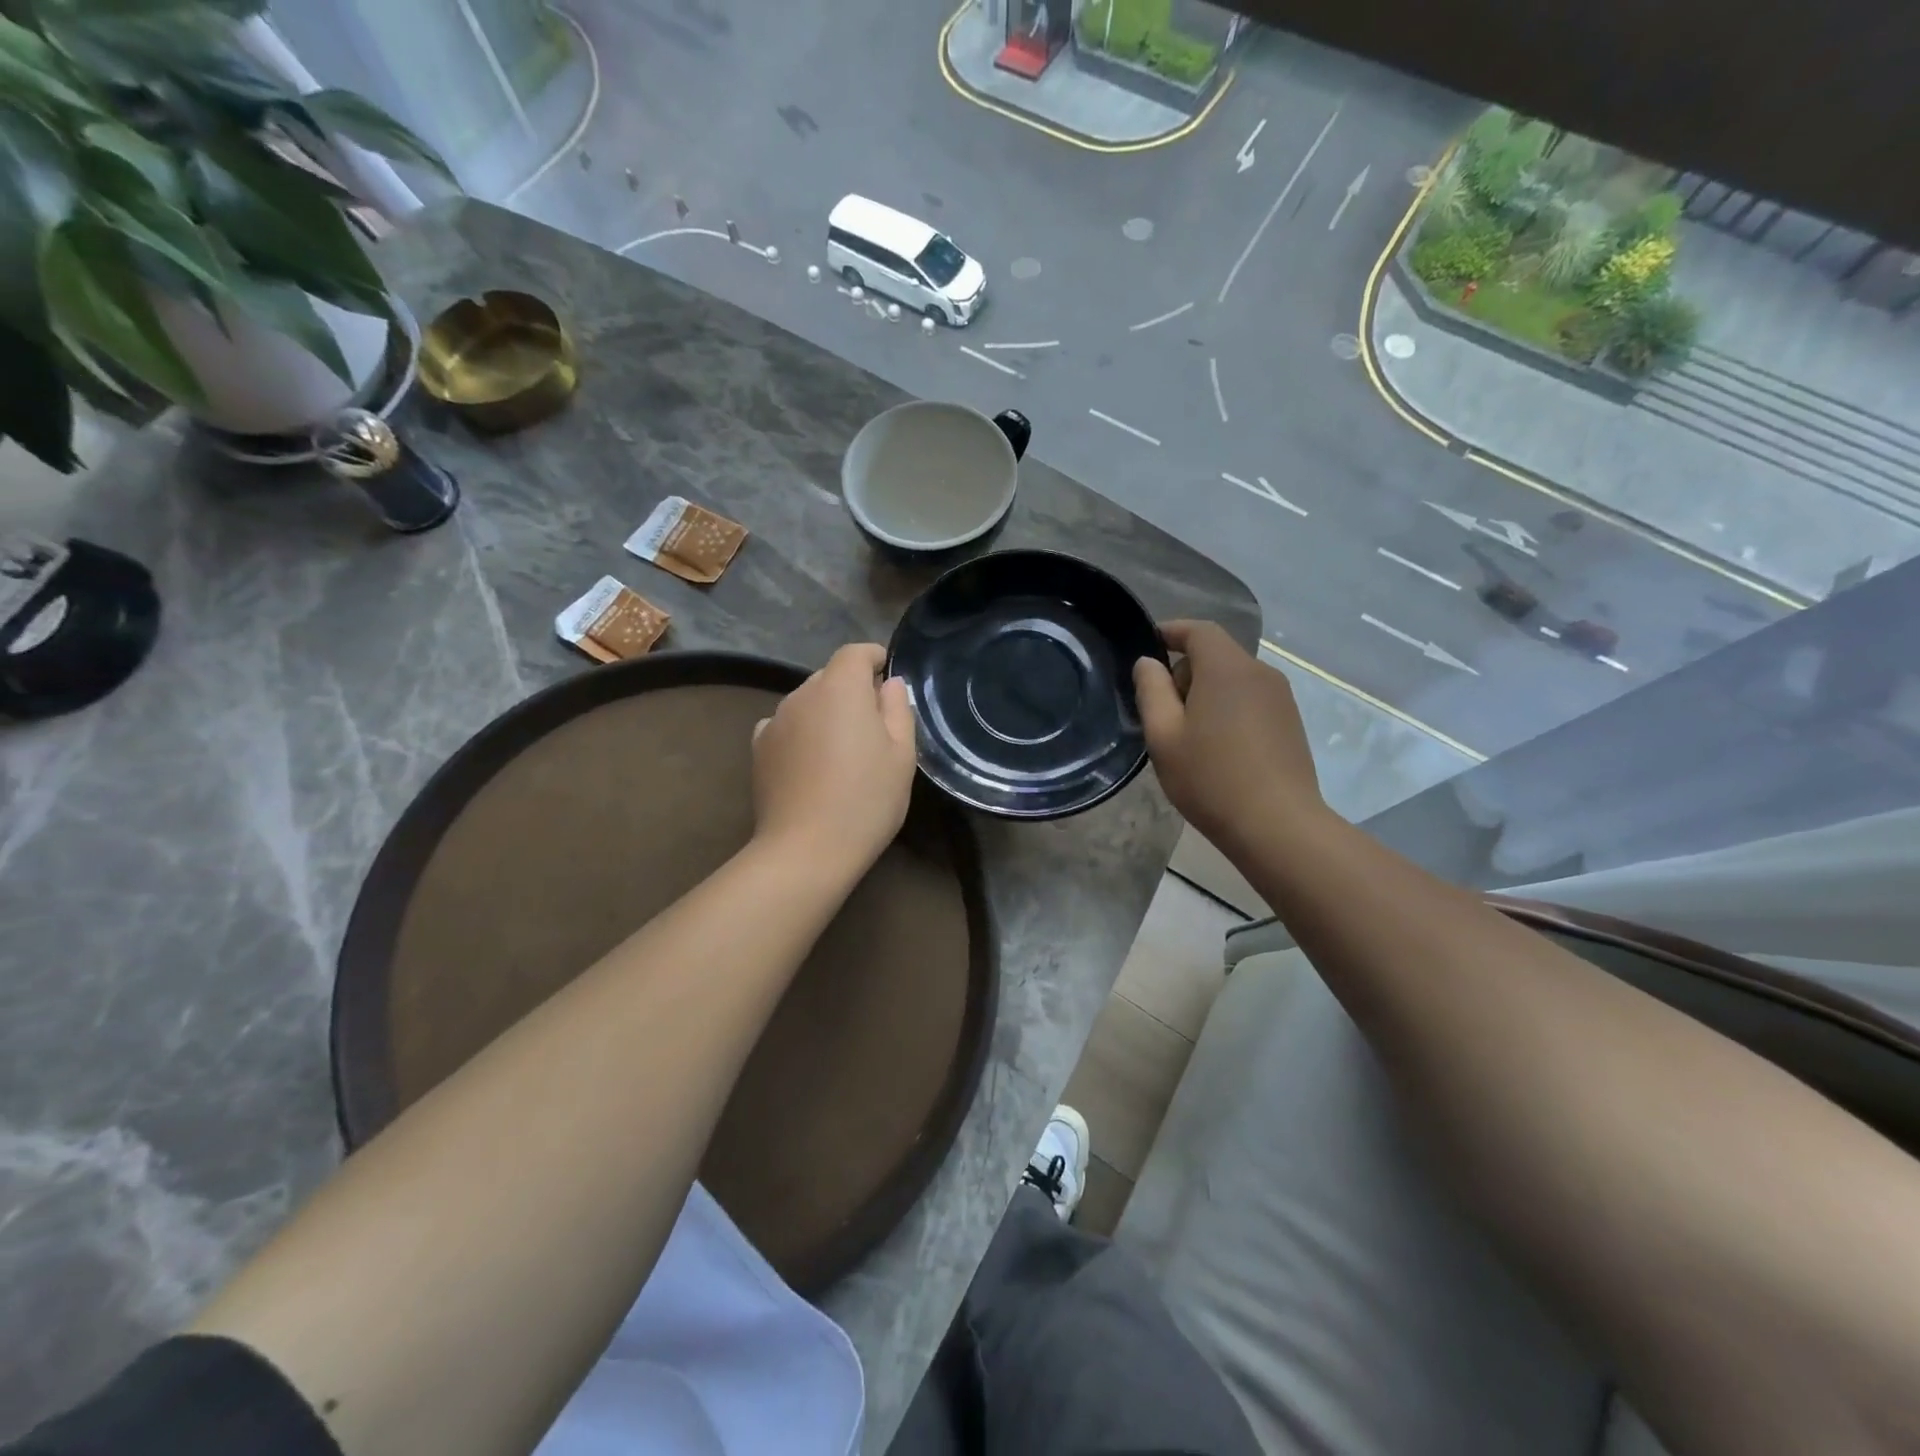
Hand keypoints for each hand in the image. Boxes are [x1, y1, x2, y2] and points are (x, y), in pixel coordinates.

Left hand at [751, 643, 917, 880]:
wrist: (806, 850)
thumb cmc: (866, 800)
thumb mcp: (901, 755)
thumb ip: (897, 709)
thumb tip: (889, 684)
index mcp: (840, 688)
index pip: (855, 653)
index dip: (874, 658)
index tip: (888, 674)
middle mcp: (802, 694)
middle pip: (830, 677)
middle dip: (852, 689)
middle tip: (875, 725)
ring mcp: (775, 721)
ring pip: (807, 702)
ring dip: (826, 713)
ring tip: (843, 750)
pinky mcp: (758, 748)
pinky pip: (786, 726)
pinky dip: (802, 733)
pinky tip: (812, 763)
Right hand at [1133, 620, 1325, 857]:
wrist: (1277, 826)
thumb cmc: (1211, 778)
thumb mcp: (1164, 736)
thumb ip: (1151, 691)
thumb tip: (1148, 663)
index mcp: (1227, 668)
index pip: (1199, 630)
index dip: (1171, 631)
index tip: (1148, 645)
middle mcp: (1260, 673)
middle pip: (1216, 655)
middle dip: (1185, 672)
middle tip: (1161, 711)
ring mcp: (1281, 698)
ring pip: (1233, 680)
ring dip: (1206, 694)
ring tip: (1187, 736)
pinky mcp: (1290, 723)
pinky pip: (1250, 700)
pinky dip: (1228, 710)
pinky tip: (1217, 749)